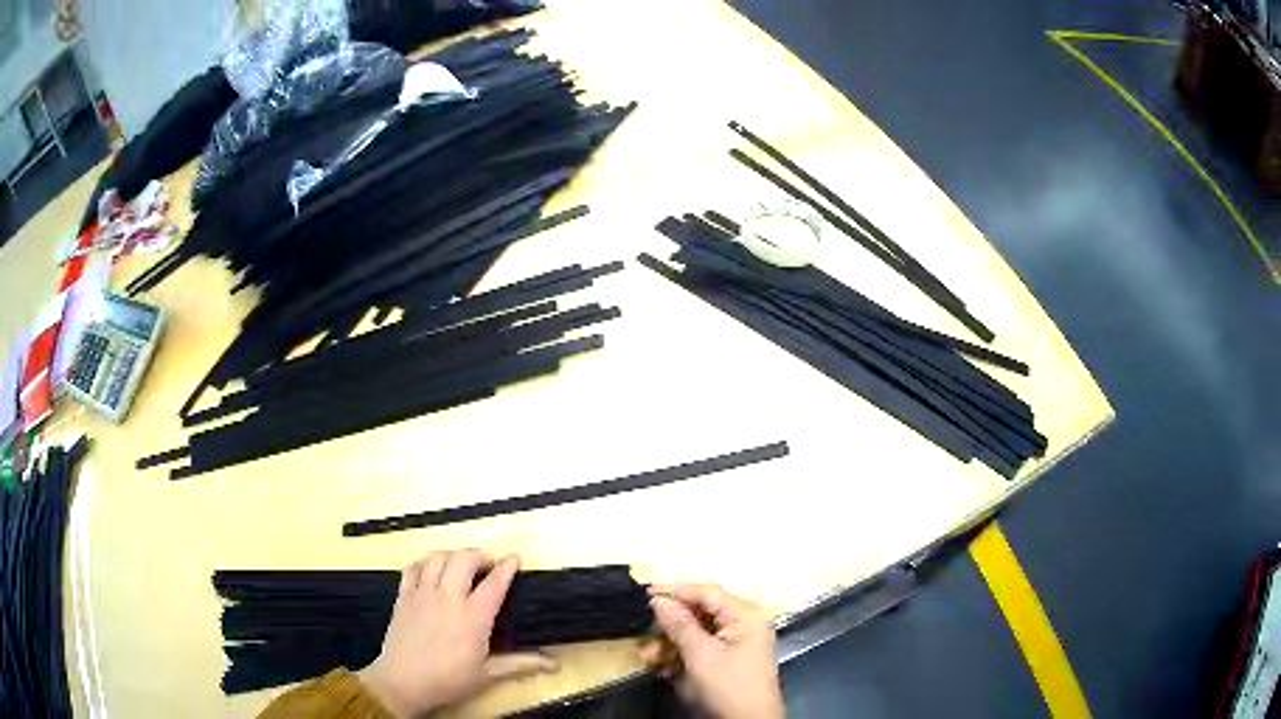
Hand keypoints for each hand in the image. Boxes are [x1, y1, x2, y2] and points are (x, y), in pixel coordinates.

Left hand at [358, 551, 557, 717]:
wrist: (403, 682)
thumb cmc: (449, 681)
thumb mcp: (488, 675)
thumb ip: (521, 664)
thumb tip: (556, 663)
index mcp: (473, 617)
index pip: (494, 583)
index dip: (507, 566)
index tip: (515, 558)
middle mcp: (448, 598)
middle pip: (464, 559)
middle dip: (479, 555)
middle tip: (488, 565)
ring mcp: (422, 595)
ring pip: (437, 558)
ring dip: (452, 556)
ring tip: (461, 565)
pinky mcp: (403, 597)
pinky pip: (413, 568)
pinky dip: (424, 563)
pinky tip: (431, 571)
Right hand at [647, 583, 784, 718]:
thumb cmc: (728, 687)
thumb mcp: (701, 656)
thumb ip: (680, 625)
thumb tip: (659, 599)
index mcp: (745, 616)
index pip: (707, 592)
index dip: (676, 590)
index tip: (645, 591)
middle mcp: (743, 624)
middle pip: (700, 612)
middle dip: (670, 624)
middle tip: (645, 632)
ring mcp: (737, 643)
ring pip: (696, 633)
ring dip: (670, 643)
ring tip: (649, 657)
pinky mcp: (728, 661)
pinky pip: (700, 649)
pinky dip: (680, 655)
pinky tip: (661, 666)